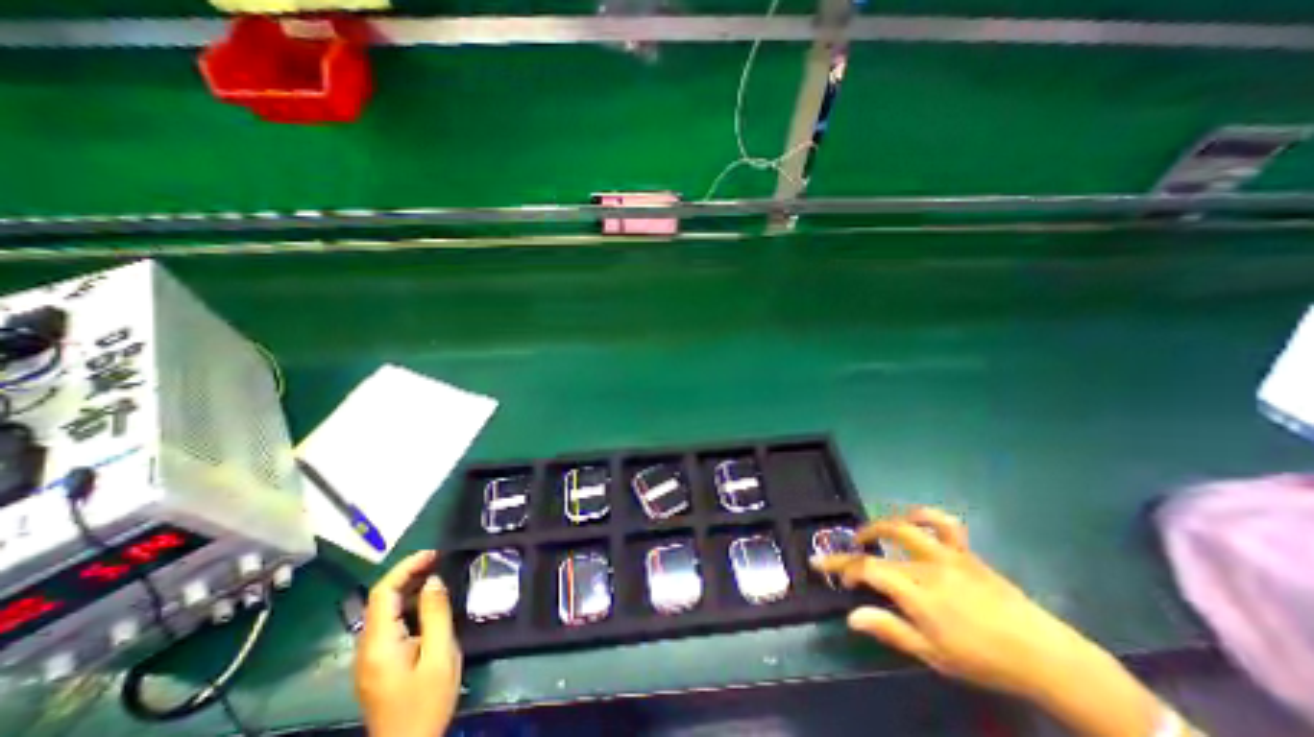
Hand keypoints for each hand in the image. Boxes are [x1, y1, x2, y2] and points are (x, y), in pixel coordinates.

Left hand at [354, 550, 461, 736]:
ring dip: (410, 588)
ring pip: (385, 611)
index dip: (406, 567)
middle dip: (408, 573)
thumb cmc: (426, 701)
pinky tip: (429, 603)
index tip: (434, 553)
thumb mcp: (440, 654)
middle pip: (381, 599)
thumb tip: (434, 580)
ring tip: (438, 574)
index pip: (383, 593)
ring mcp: (370, 657)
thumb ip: (436, 613)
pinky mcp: (378, 663)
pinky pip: (390, 624)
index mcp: (379, 644)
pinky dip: (408, 605)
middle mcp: (367, 647)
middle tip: (439, 560)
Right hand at [817, 509, 1163, 735]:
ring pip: (907, 525)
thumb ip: (889, 629)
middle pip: (882, 539)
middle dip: (857, 542)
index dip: (843, 566)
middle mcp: (928, 565)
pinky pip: (943, 523)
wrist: (1045, 657)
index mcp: (917, 591)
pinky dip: (923, 515)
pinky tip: (913, 521)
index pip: (867, 569)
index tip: (827, 569)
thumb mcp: (932, 654)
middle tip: (847, 549)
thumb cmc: (984, 660)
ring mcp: (948, 554)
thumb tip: (851, 616)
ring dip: (882, 524)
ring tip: (872, 533)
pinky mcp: (966, 552)